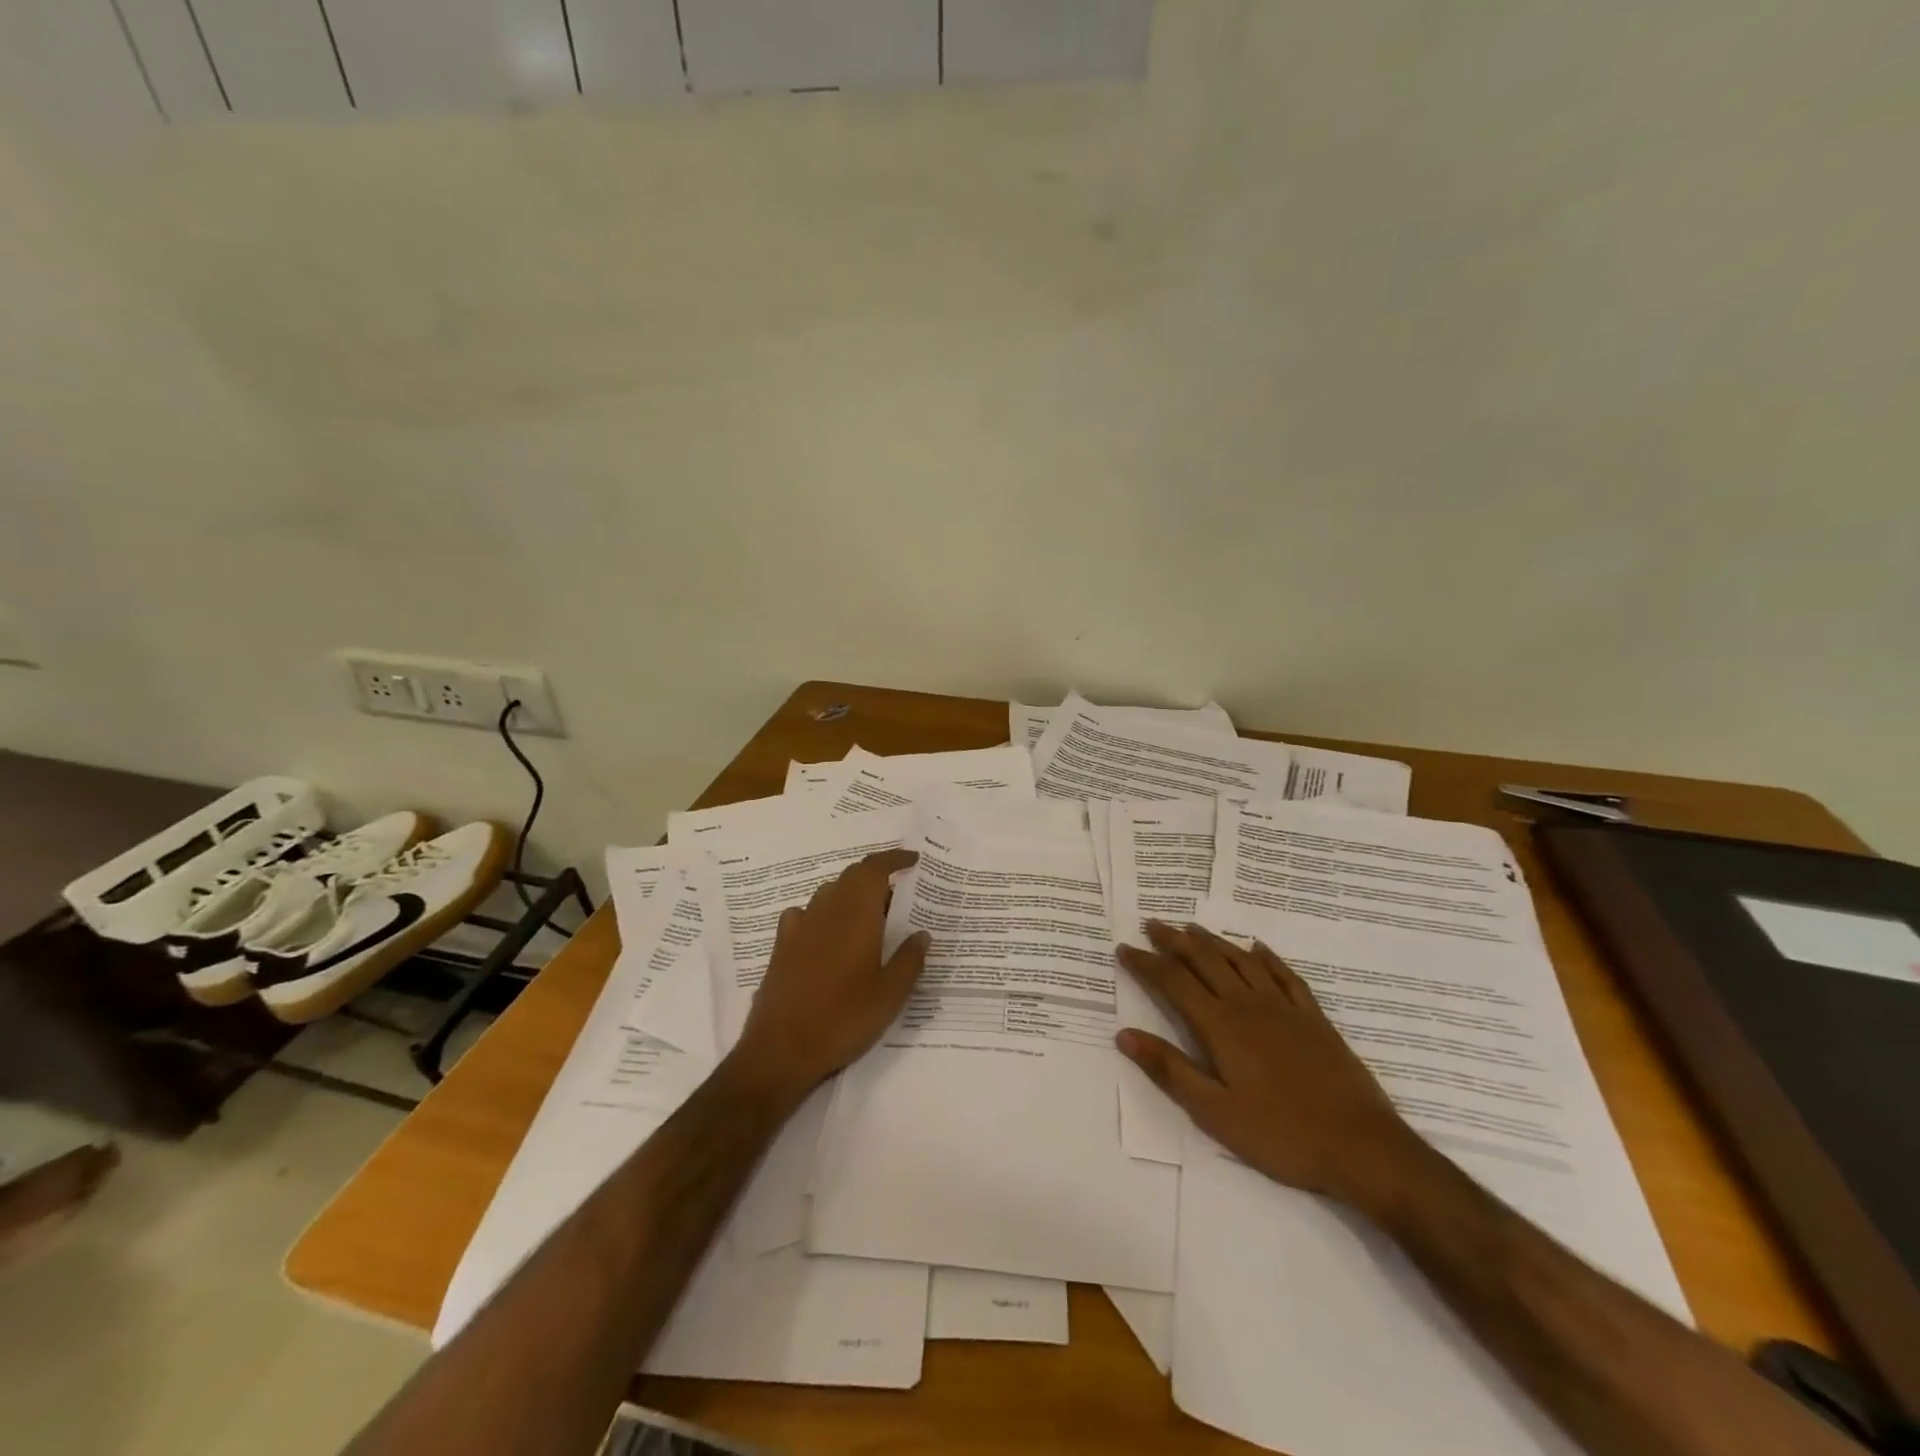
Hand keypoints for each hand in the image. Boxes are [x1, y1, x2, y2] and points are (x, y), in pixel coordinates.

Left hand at [733, 849, 929, 1094]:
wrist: (781, 1049)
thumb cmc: (843, 1018)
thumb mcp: (890, 995)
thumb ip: (909, 960)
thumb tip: (922, 933)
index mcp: (856, 915)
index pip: (874, 868)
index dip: (894, 859)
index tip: (913, 860)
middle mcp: (826, 910)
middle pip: (851, 877)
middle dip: (875, 876)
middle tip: (899, 892)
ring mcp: (800, 926)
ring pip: (829, 893)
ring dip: (851, 894)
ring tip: (870, 916)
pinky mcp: (781, 946)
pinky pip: (806, 914)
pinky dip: (824, 913)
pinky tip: (828, 933)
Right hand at [1117, 922, 1428, 1213]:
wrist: (1363, 1148)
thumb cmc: (1281, 1135)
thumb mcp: (1215, 1113)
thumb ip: (1170, 1070)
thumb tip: (1124, 1034)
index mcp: (1221, 1026)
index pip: (1174, 983)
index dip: (1146, 964)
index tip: (1124, 948)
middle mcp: (1249, 1005)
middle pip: (1205, 961)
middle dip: (1175, 941)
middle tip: (1153, 924)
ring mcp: (1285, 1008)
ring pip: (1241, 961)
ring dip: (1213, 941)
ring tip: (1192, 928)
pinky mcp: (1314, 1019)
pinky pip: (1285, 975)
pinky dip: (1266, 957)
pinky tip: (1257, 948)